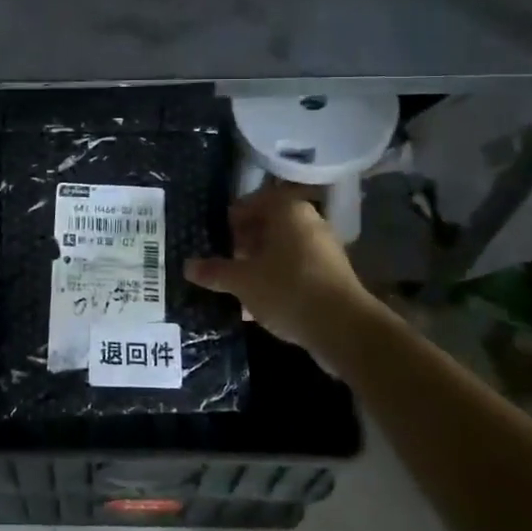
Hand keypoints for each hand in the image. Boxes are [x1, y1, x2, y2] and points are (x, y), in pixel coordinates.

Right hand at [185, 185, 377, 356]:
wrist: (343, 328)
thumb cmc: (287, 289)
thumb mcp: (243, 281)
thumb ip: (215, 271)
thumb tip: (188, 266)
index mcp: (288, 211)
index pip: (253, 202)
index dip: (232, 219)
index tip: (216, 239)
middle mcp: (309, 222)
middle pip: (269, 226)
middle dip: (245, 243)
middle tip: (224, 262)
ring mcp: (324, 250)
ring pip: (282, 250)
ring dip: (260, 265)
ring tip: (237, 286)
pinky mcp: (332, 276)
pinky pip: (296, 270)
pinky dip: (277, 281)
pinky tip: (259, 306)